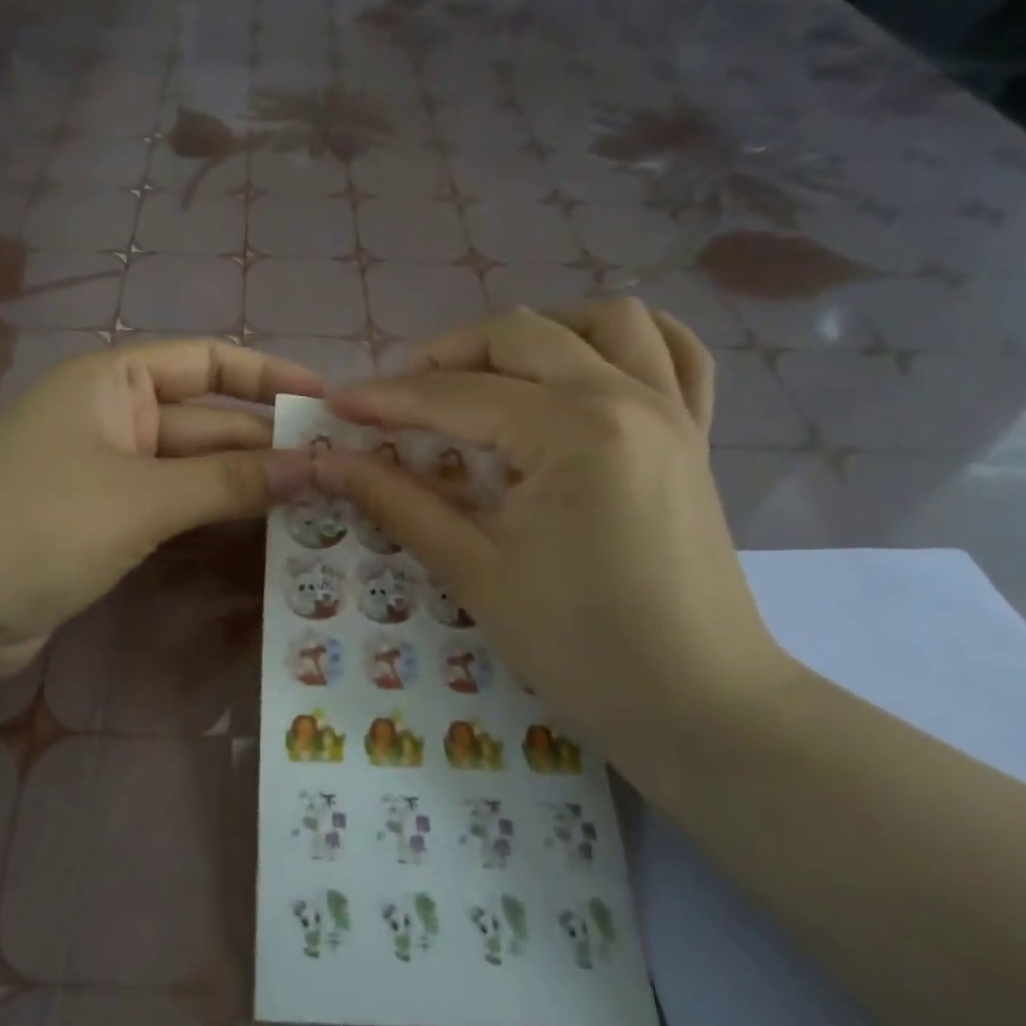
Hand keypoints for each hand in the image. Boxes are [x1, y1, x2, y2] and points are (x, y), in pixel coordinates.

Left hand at [0, 338, 321, 681]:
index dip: (268, 376)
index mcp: (112, 382)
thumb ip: (229, 481)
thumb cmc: (37, 525)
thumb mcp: (141, 497)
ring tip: (320, 500)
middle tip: (341, 468)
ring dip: (246, 483)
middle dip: (266, 441)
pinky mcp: (103, 524)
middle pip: (205, 420)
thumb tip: (314, 466)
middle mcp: (112, 417)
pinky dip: (213, 516)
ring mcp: (106, 474)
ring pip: (192, 470)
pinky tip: (264, 530)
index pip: (206, 360)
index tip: (327, 399)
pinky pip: (172, 508)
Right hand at [315, 301, 781, 771]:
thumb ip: (397, 501)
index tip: (336, 404)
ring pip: (605, 319)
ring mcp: (672, 410)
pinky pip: (675, 354)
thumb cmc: (579, 646)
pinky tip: (586, 364)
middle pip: (520, 336)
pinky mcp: (694, 435)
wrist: (698, 706)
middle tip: (398, 397)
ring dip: (536, 332)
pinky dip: (627, 341)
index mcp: (573, 430)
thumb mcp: (473, 570)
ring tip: (489, 372)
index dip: (387, 398)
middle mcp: (627, 397)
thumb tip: (327, 461)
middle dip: (445, 355)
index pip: (457, 396)